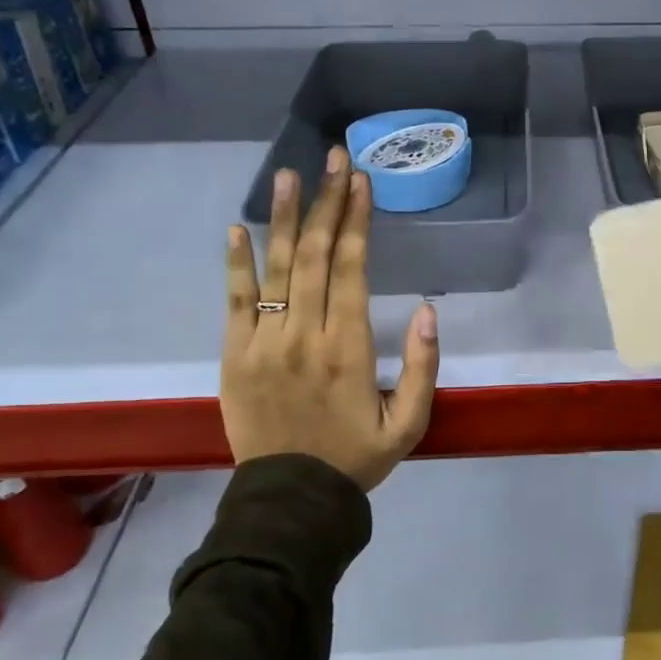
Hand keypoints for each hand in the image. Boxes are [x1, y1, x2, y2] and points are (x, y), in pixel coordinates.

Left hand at [221, 147, 439, 490]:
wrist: (290, 501)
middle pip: (315, 255)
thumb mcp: (410, 424)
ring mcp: (262, 344)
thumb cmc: (356, 458)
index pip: (351, 268)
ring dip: (284, 218)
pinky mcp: (233, 356)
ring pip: (276, 269)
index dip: (356, 220)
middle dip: (326, 202)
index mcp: (348, 348)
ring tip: (289, 175)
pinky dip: (236, 263)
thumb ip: (424, 368)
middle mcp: (304, 335)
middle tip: (333, 158)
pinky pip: (234, 301)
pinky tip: (238, 228)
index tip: (360, 180)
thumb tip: (427, 311)